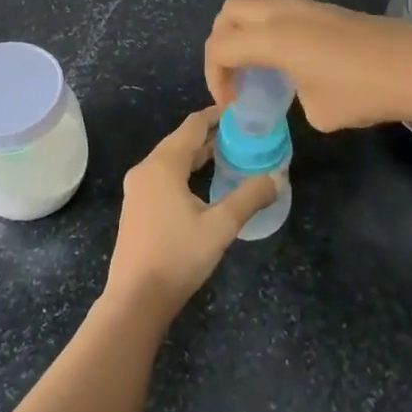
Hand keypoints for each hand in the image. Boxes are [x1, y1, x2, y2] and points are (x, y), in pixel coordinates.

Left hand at [103, 109, 278, 323]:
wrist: (135, 299)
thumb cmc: (178, 256)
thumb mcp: (221, 226)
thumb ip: (250, 197)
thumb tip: (276, 178)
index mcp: (163, 165)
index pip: (193, 125)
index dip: (217, 115)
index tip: (241, 111)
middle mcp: (146, 169)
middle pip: (180, 141)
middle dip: (210, 135)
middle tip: (242, 134)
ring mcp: (137, 190)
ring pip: (171, 160)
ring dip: (198, 154)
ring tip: (228, 154)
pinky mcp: (137, 208)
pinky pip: (164, 176)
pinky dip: (185, 171)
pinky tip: (203, 184)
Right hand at [205, 0, 411, 132]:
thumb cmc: (364, 92)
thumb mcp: (319, 113)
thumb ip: (296, 99)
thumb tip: (303, 91)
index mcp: (273, 37)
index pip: (221, 46)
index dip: (214, 77)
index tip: (231, 105)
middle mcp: (284, 13)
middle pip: (231, 10)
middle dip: (222, 42)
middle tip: (235, 76)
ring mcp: (309, 6)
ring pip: (259, 2)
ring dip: (248, 29)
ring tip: (262, 63)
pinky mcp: (330, 10)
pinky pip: (285, 8)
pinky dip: (274, 28)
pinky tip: (295, 58)